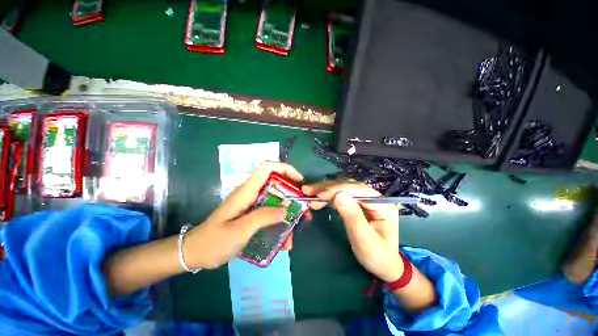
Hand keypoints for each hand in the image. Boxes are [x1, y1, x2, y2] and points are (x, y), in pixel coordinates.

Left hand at [184, 162, 303, 268]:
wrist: (196, 253)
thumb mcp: (239, 230)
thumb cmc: (214, 241)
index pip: (267, 168)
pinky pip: (271, 214)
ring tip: (296, 230)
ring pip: (276, 201)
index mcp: (247, 191)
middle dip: (292, 195)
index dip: (285, 169)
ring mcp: (253, 204)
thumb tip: (286, 210)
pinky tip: (284, 241)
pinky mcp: (253, 214)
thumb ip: (263, 217)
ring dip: (288, 213)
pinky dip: (280, 223)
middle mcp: (251, 194)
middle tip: (304, 210)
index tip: (299, 181)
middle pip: (276, 184)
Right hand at [302, 181, 403, 281]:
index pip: (358, 190)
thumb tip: (338, 195)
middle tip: (308, 190)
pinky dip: (328, 196)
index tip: (319, 194)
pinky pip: (341, 195)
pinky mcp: (357, 203)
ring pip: (343, 189)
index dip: (337, 189)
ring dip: (325, 190)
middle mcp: (374, 197)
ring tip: (309, 192)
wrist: (382, 265)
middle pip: (349, 186)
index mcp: (382, 204)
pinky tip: (318, 198)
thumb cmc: (376, 255)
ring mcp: (365, 199)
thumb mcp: (364, 239)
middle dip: (327, 188)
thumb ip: (353, 216)